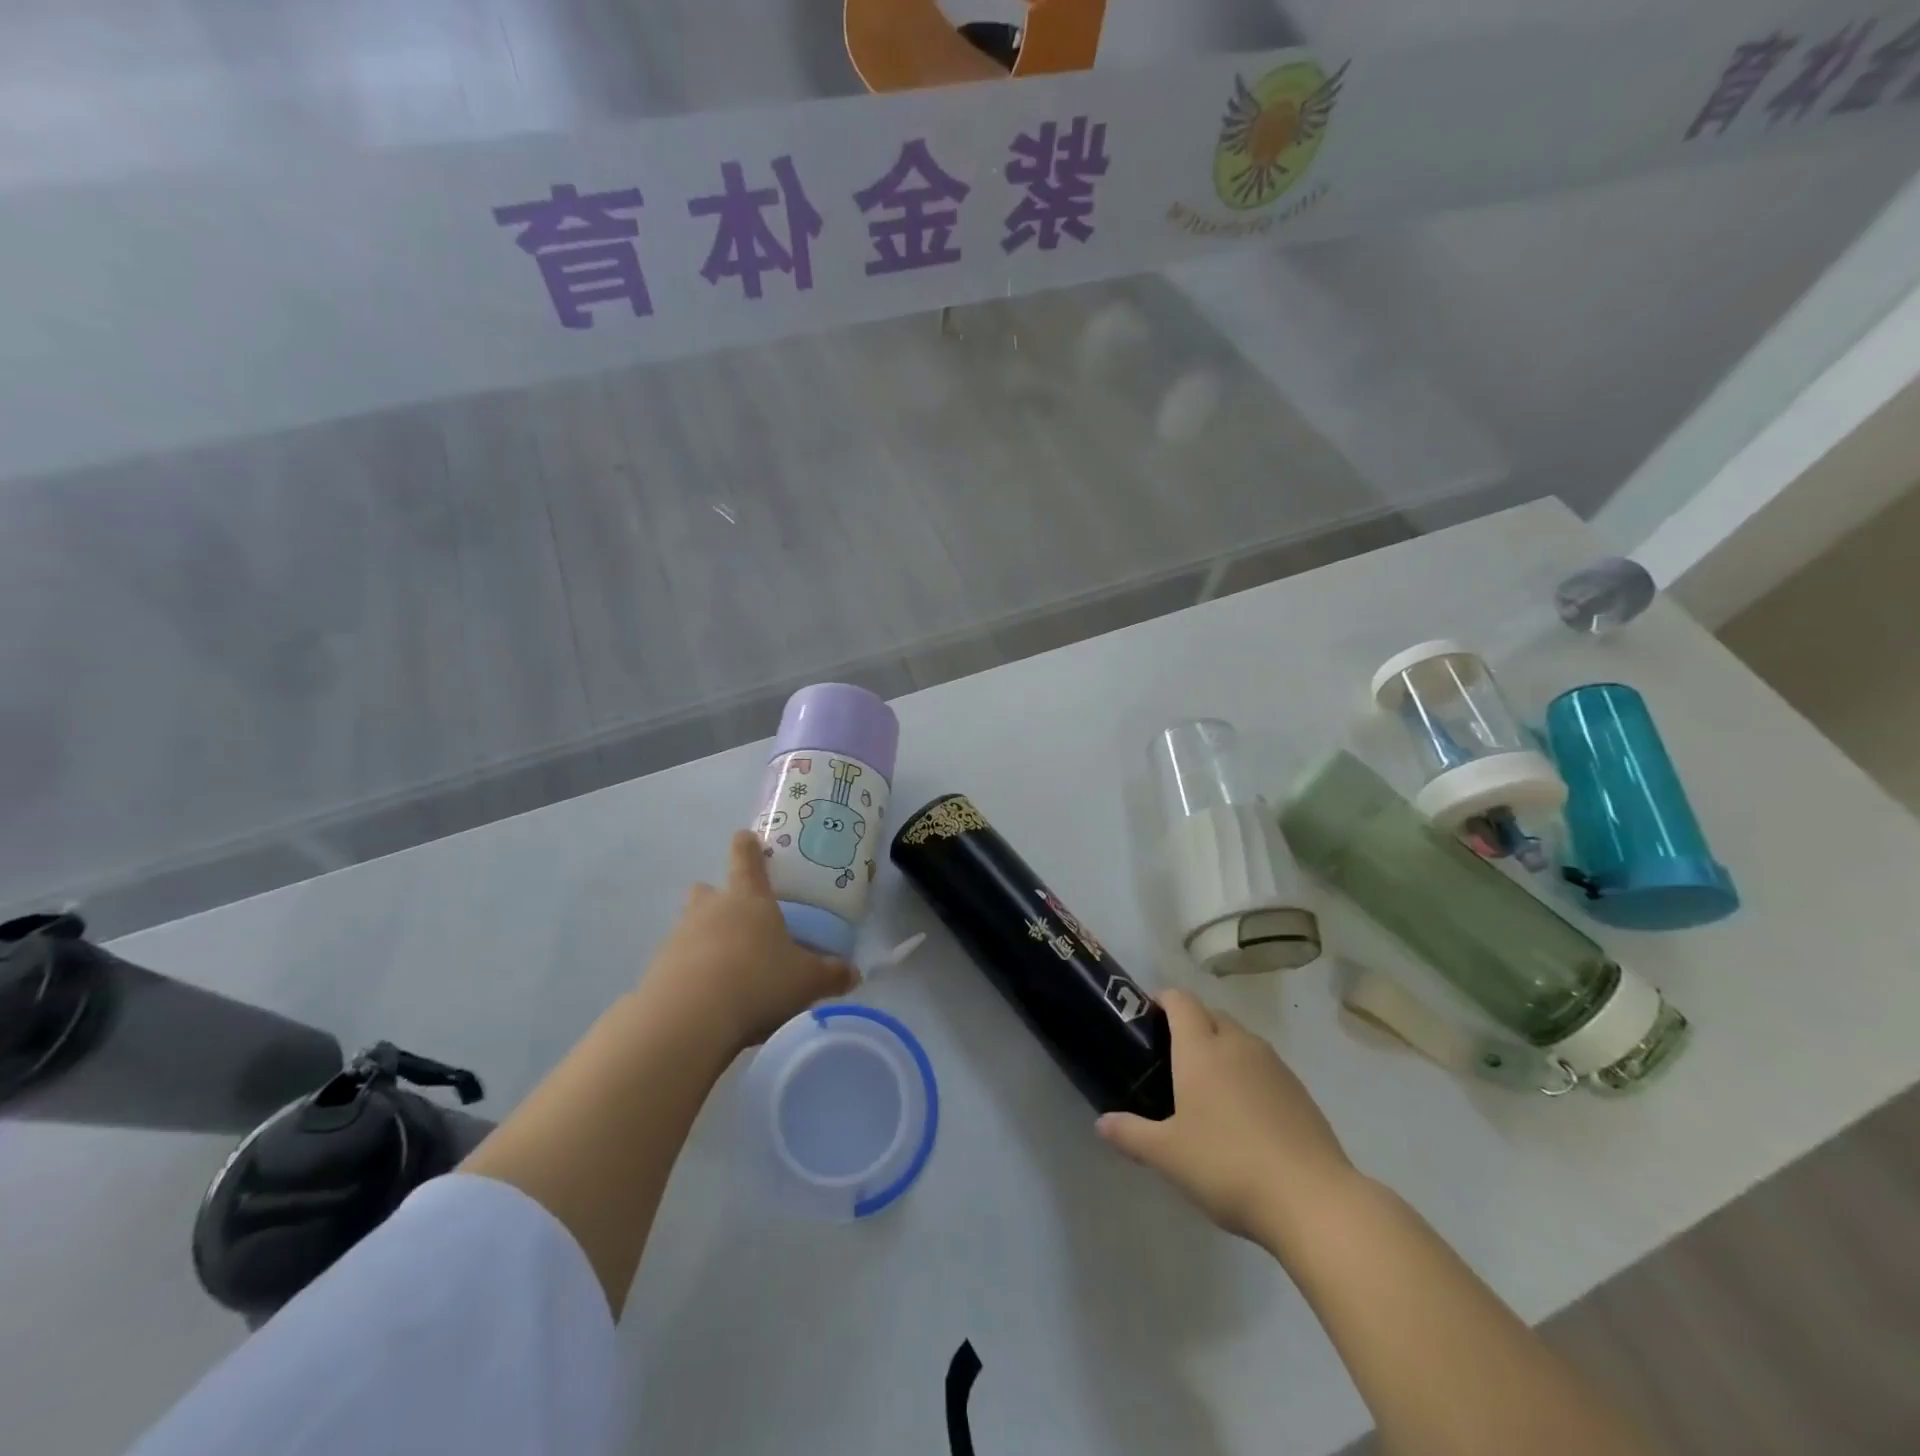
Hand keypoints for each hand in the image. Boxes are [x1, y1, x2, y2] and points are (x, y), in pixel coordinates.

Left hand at [640, 831, 857, 1056]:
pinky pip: (677, 961)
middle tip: (739, 918)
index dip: (747, 845)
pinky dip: (690, 972)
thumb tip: (854, 973)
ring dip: (704, 937)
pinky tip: (706, 998)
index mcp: (749, 898)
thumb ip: (831, 974)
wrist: (689, 1019)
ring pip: (690, 925)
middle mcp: (711, 908)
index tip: (747, 838)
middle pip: (707, 889)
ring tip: (727, 967)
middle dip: (719, 897)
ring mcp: (679, 937)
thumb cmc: (758, 981)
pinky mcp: (657, 970)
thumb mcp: (806, 981)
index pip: (745, 857)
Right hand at [1097, 989, 1356, 1249]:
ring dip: (1223, 1049)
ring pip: (1241, 1039)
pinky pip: (1265, 1066)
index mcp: (1202, 1048)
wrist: (1313, 1200)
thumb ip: (1131, 1134)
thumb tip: (1101, 1123)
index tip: (1148, 1019)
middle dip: (1192, 1025)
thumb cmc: (1228, 1166)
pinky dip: (1249, 1075)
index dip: (1162, 1000)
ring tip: (1208, 1089)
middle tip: (1172, 1060)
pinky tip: (1245, 1116)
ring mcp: (1274, 1065)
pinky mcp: (1301, 1091)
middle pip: (1211, 1015)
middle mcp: (1238, 1044)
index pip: (1180, 1000)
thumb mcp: (1168, 1156)